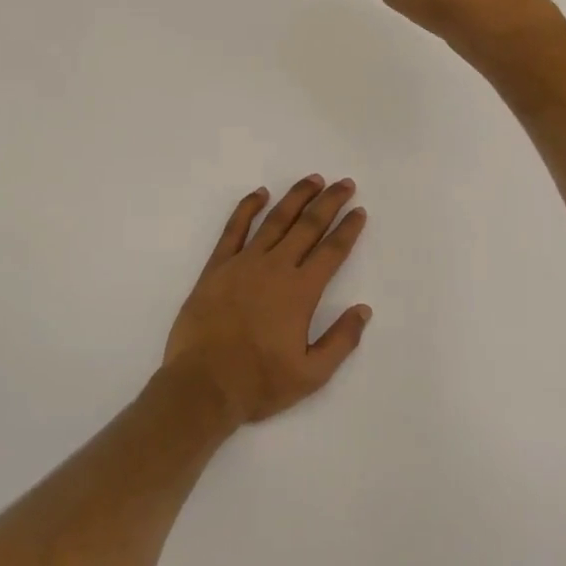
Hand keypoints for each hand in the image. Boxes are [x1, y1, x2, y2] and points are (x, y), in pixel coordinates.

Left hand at [162, 177, 372, 426]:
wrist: (202, 385)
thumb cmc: (259, 383)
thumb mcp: (311, 374)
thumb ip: (341, 341)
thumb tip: (363, 310)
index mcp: (300, 291)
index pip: (332, 251)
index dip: (348, 229)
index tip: (359, 211)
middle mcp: (275, 268)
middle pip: (308, 226)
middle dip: (329, 202)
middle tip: (345, 183)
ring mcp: (243, 263)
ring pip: (275, 220)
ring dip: (296, 197)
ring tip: (313, 179)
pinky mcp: (216, 267)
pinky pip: (234, 229)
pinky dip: (247, 208)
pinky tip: (259, 193)